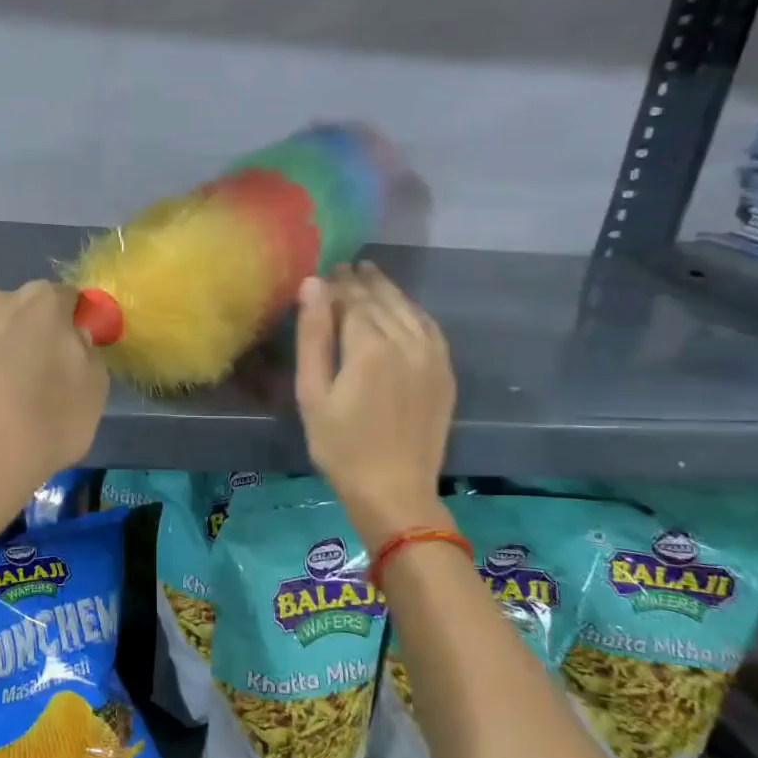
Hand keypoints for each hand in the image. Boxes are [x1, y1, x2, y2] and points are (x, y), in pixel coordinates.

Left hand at [0, 280, 109, 516]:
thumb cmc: (36, 433)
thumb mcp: (92, 401)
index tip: (58, 360)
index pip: (59, 300)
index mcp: (39, 305)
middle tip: (9, 389)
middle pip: (3, 312)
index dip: (61, 328)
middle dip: (7, 339)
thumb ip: (85, 358)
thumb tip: (71, 341)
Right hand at [295, 263, 455, 543]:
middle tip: (344, 266)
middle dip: (361, 281)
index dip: (336, 283)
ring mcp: (432, 356)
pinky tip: (403, 307)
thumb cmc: (340, 446)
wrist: (394, 490)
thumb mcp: (312, 394)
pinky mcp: (444, 372)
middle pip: (381, 299)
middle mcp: (406, 342)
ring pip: (408, 309)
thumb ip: (313, 337)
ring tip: (370, 275)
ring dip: (388, 290)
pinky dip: (413, 310)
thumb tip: (312, 285)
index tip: (323, 270)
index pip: (352, 300)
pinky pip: (430, 327)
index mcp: (370, 347)